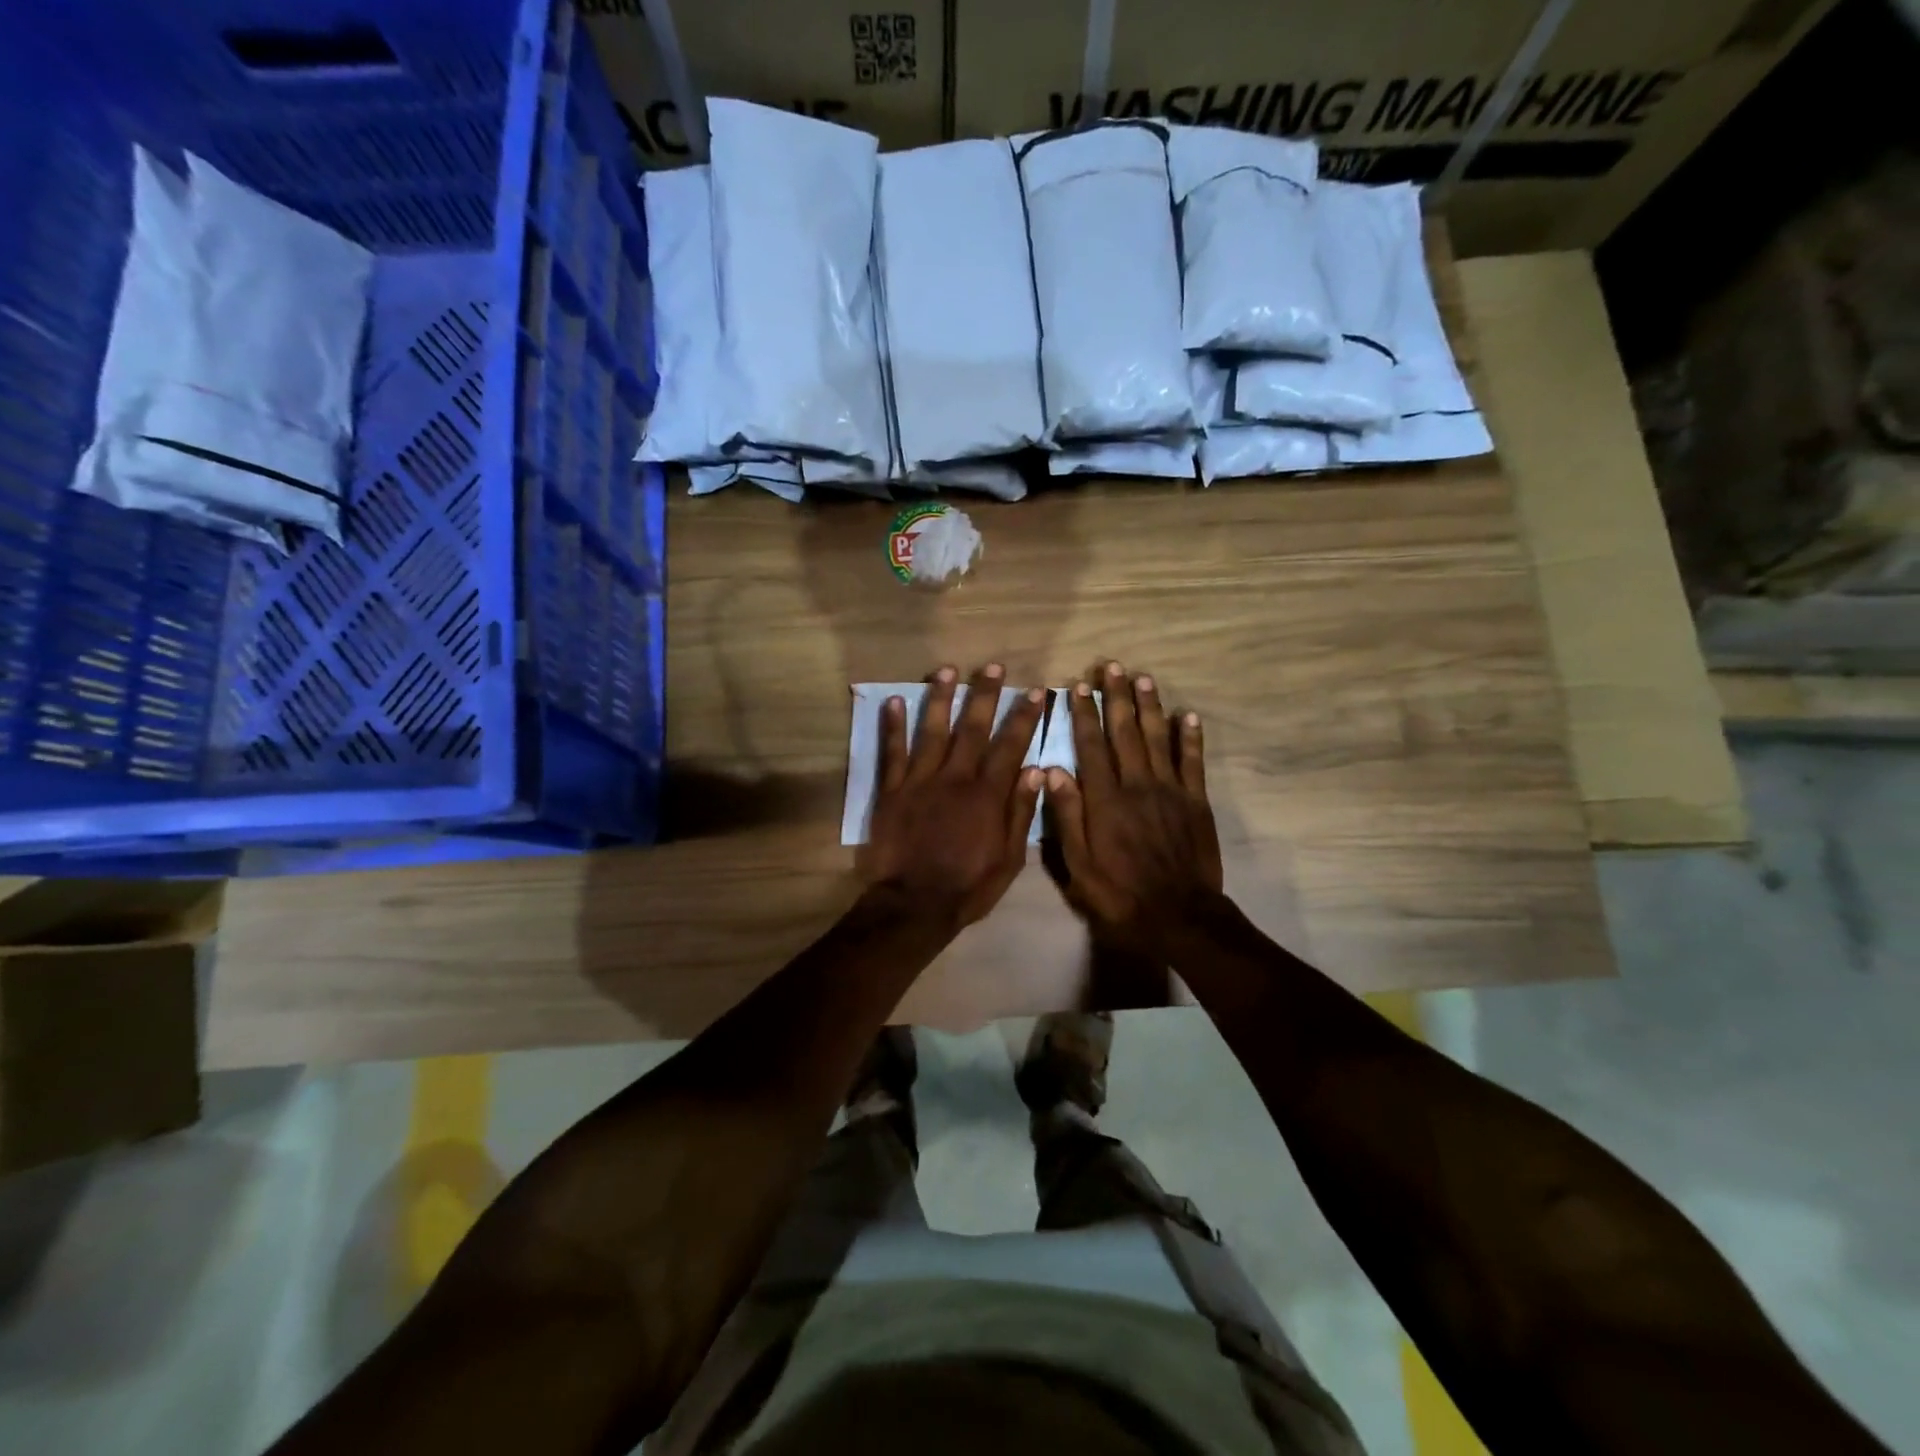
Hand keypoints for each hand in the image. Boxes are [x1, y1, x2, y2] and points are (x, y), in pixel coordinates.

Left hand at [860, 664, 1046, 928]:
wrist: (914, 905)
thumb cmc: (968, 886)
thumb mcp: (1009, 858)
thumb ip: (1021, 812)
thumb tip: (1037, 770)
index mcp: (987, 795)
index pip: (1010, 746)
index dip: (1024, 717)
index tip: (1035, 691)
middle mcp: (955, 778)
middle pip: (972, 728)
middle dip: (985, 695)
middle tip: (992, 667)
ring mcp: (920, 781)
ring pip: (931, 731)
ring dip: (940, 698)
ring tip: (946, 670)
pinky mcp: (892, 791)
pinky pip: (892, 752)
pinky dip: (892, 727)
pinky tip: (892, 702)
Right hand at [1045, 662, 1223, 951]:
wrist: (1179, 916)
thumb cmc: (1120, 894)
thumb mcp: (1079, 864)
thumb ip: (1067, 815)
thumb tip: (1053, 769)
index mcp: (1105, 799)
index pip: (1091, 746)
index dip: (1084, 714)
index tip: (1079, 686)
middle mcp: (1137, 785)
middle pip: (1125, 732)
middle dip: (1117, 697)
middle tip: (1112, 667)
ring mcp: (1170, 791)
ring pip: (1159, 738)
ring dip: (1150, 706)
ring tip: (1143, 678)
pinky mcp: (1196, 802)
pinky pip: (1194, 762)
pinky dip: (1191, 737)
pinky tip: (1188, 715)